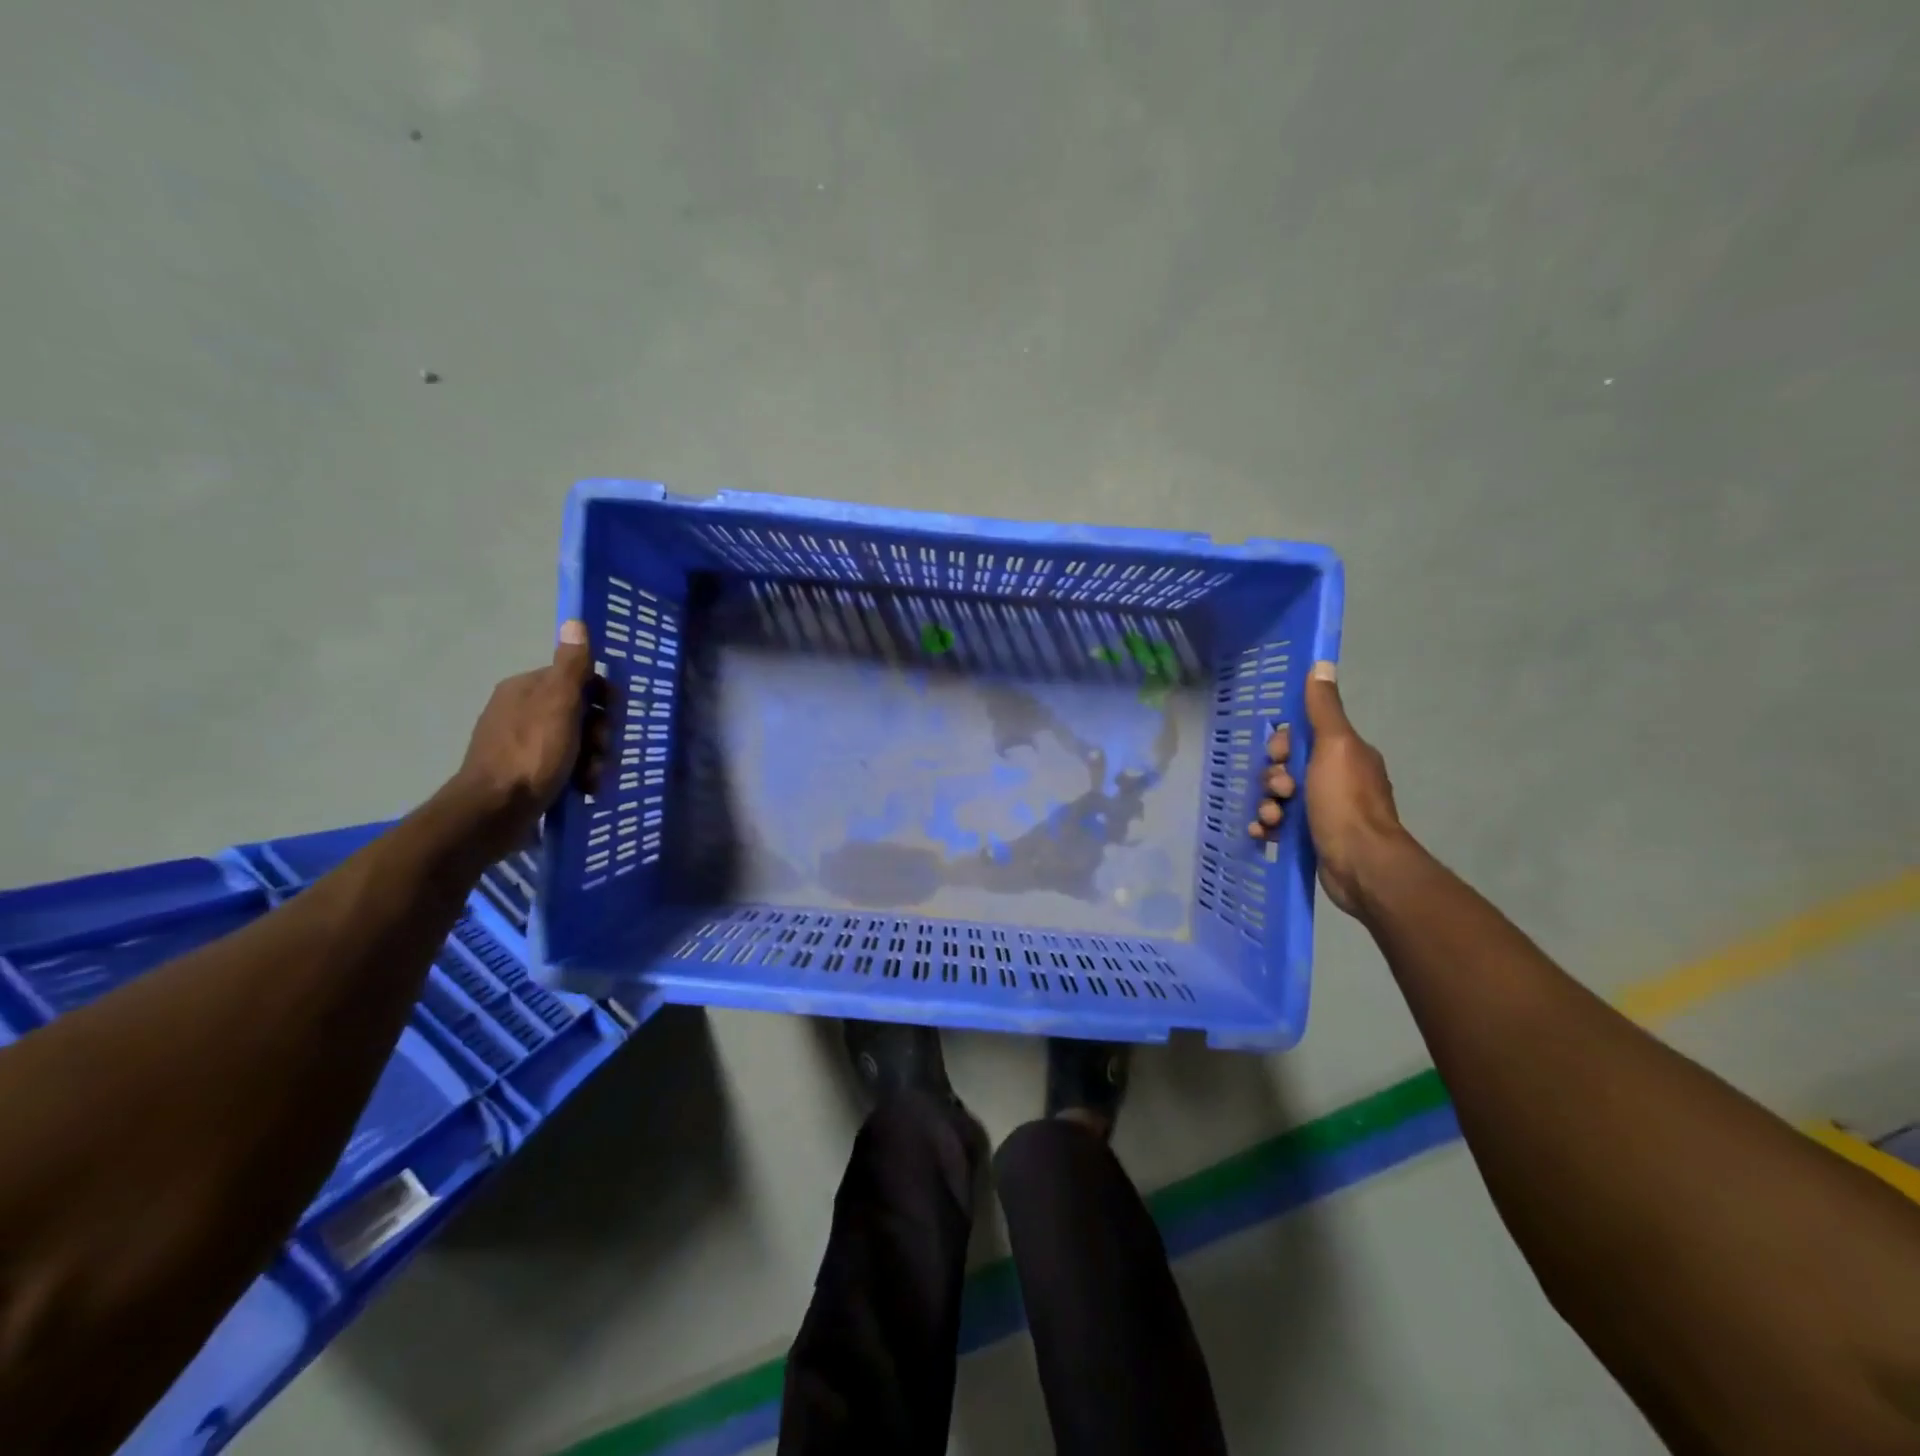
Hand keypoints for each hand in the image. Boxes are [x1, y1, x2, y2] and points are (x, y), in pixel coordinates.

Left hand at [453, 621, 608, 840]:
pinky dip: (578, 776)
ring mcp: (521, 744)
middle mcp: (521, 711)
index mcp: (526, 689)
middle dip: (599, 734)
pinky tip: (584, 790)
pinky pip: (563, 766)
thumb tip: (575, 622)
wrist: (494, 813)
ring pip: (575, 742)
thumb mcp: (558, 705)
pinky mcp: (524, 773)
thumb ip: (571, 666)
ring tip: (593, 778)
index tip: (614, 716)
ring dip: (594, 759)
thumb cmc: (531, 755)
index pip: (577, 679)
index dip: (602, 697)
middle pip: (580, 713)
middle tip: (602, 752)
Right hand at [1249, 663, 1405, 915]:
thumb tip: (1321, 664)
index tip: (1280, 756)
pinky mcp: (1311, 838)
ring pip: (1278, 797)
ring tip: (1272, 818)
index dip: (1282, 744)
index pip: (1300, 737)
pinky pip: (1278, 825)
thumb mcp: (1334, 746)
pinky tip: (1263, 833)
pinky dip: (1267, 827)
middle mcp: (1335, 779)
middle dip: (1273, 778)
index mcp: (1344, 754)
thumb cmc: (1346, 801)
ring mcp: (1324, 811)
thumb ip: (1323, 709)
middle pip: (1285, 768)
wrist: (1360, 864)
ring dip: (1267, 804)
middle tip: (1281, 791)